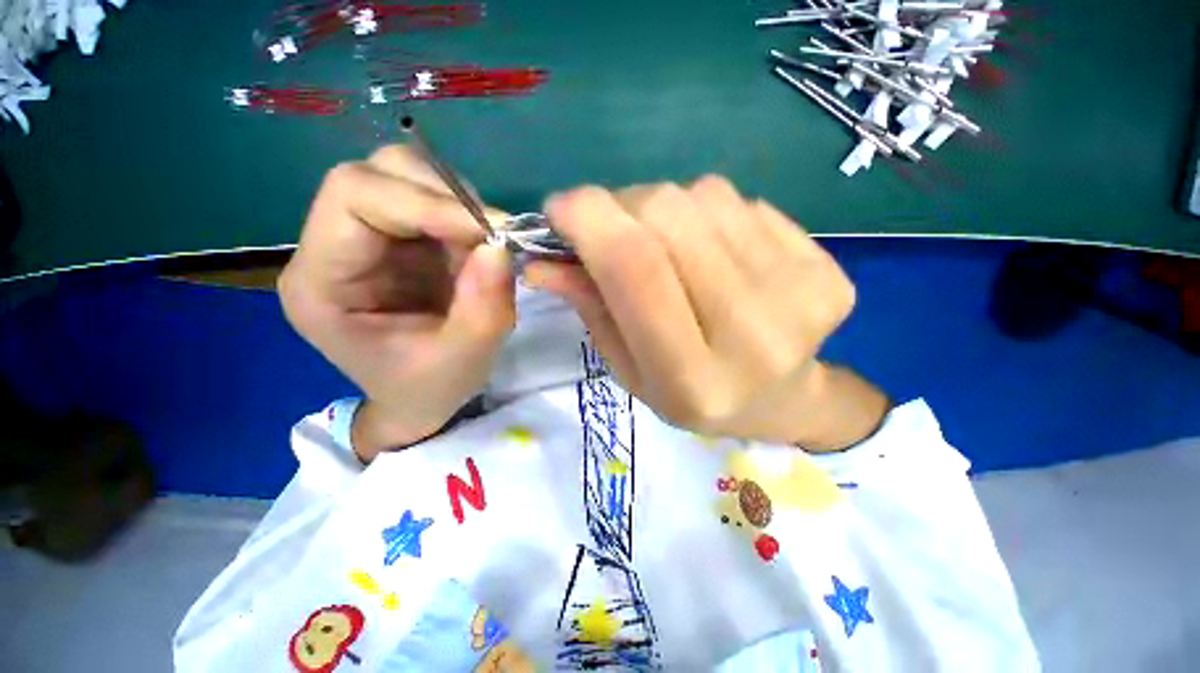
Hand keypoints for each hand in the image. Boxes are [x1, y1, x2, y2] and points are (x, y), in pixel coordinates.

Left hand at [278, 146, 514, 462]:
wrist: (419, 398)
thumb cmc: (428, 389)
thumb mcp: (463, 360)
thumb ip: (483, 309)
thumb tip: (500, 249)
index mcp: (321, 281)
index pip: (355, 196)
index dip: (426, 201)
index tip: (488, 232)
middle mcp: (331, 247)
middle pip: (378, 173)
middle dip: (445, 197)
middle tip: (493, 236)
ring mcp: (366, 239)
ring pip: (407, 178)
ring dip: (459, 206)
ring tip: (486, 250)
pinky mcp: (398, 241)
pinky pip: (433, 202)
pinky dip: (466, 219)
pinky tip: (479, 252)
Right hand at [524, 178, 888, 449]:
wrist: (782, 399)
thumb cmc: (690, 394)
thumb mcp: (629, 367)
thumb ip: (591, 308)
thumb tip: (542, 258)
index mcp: (692, 378)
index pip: (635, 270)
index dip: (590, 220)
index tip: (560, 207)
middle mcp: (752, 335)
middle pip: (670, 216)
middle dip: (623, 206)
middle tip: (615, 228)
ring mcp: (799, 297)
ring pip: (706, 196)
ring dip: (667, 209)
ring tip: (670, 248)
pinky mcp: (828, 269)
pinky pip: (744, 202)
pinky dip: (711, 215)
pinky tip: (717, 253)